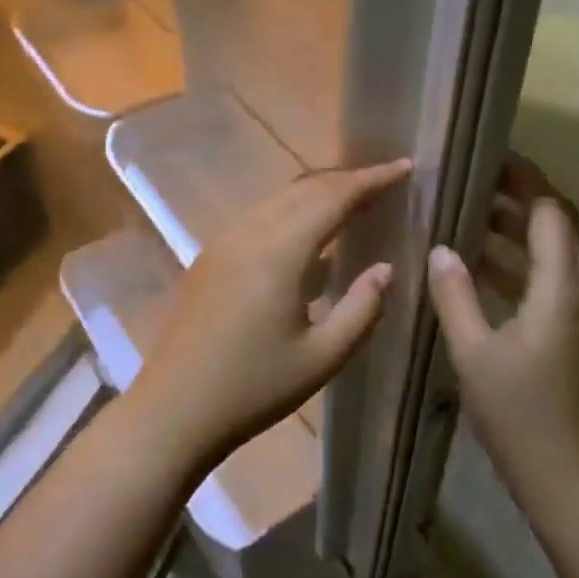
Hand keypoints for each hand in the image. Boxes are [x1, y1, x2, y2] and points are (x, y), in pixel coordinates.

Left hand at [130, 159, 412, 467]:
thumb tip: (385, 268)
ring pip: (278, 200)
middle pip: (304, 189)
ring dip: (318, 193)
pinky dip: (292, 212)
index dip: (372, 179)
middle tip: (386, 182)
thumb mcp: (322, 358)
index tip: (405, 167)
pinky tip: (309, 237)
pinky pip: (260, 218)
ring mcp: (223, 243)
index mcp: (279, 252)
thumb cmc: (253, 390)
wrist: (173, 411)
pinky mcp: (210, 258)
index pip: (333, 197)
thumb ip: (362, 309)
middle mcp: (248, 234)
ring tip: (354, 201)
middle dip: (348, 179)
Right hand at [426, 154, 578, 486]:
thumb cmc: (518, 413)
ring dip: (517, 228)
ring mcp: (576, 313)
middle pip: (559, 225)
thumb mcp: (474, 352)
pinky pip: (545, 278)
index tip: (490, 156)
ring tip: (468, 212)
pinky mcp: (567, 332)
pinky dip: (516, 260)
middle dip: (522, 196)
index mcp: (561, 289)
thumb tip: (440, 249)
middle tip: (475, 179)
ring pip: (553, 251)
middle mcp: (578, 291)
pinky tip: (476, 264)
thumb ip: (455, 295)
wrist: (564, 477)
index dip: (525, 179)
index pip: (550, 212)